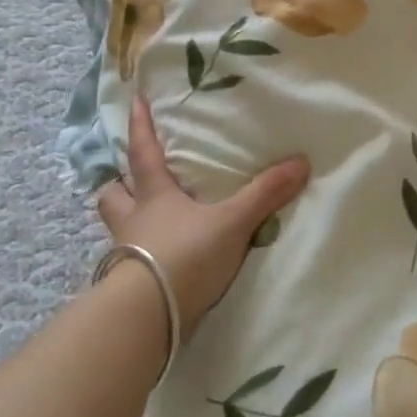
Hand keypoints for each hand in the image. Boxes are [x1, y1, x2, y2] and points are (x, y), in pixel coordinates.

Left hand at [96, 96, 309, 331]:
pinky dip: (136, 255)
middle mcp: (133, 221)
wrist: (149, 316)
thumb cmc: (185, 255)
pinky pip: (127, 260)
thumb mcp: (232, 222)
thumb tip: (302, 161)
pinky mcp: (128, 285)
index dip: (140, 126)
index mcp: (154, 196)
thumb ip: (265, 194)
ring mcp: (126, 254)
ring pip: (115, 227)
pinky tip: (152, 259)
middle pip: (114, 193)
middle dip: (119, 181)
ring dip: (124, 218)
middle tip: (126, 176)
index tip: (134, 100)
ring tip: (139, 217)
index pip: (143, 152)